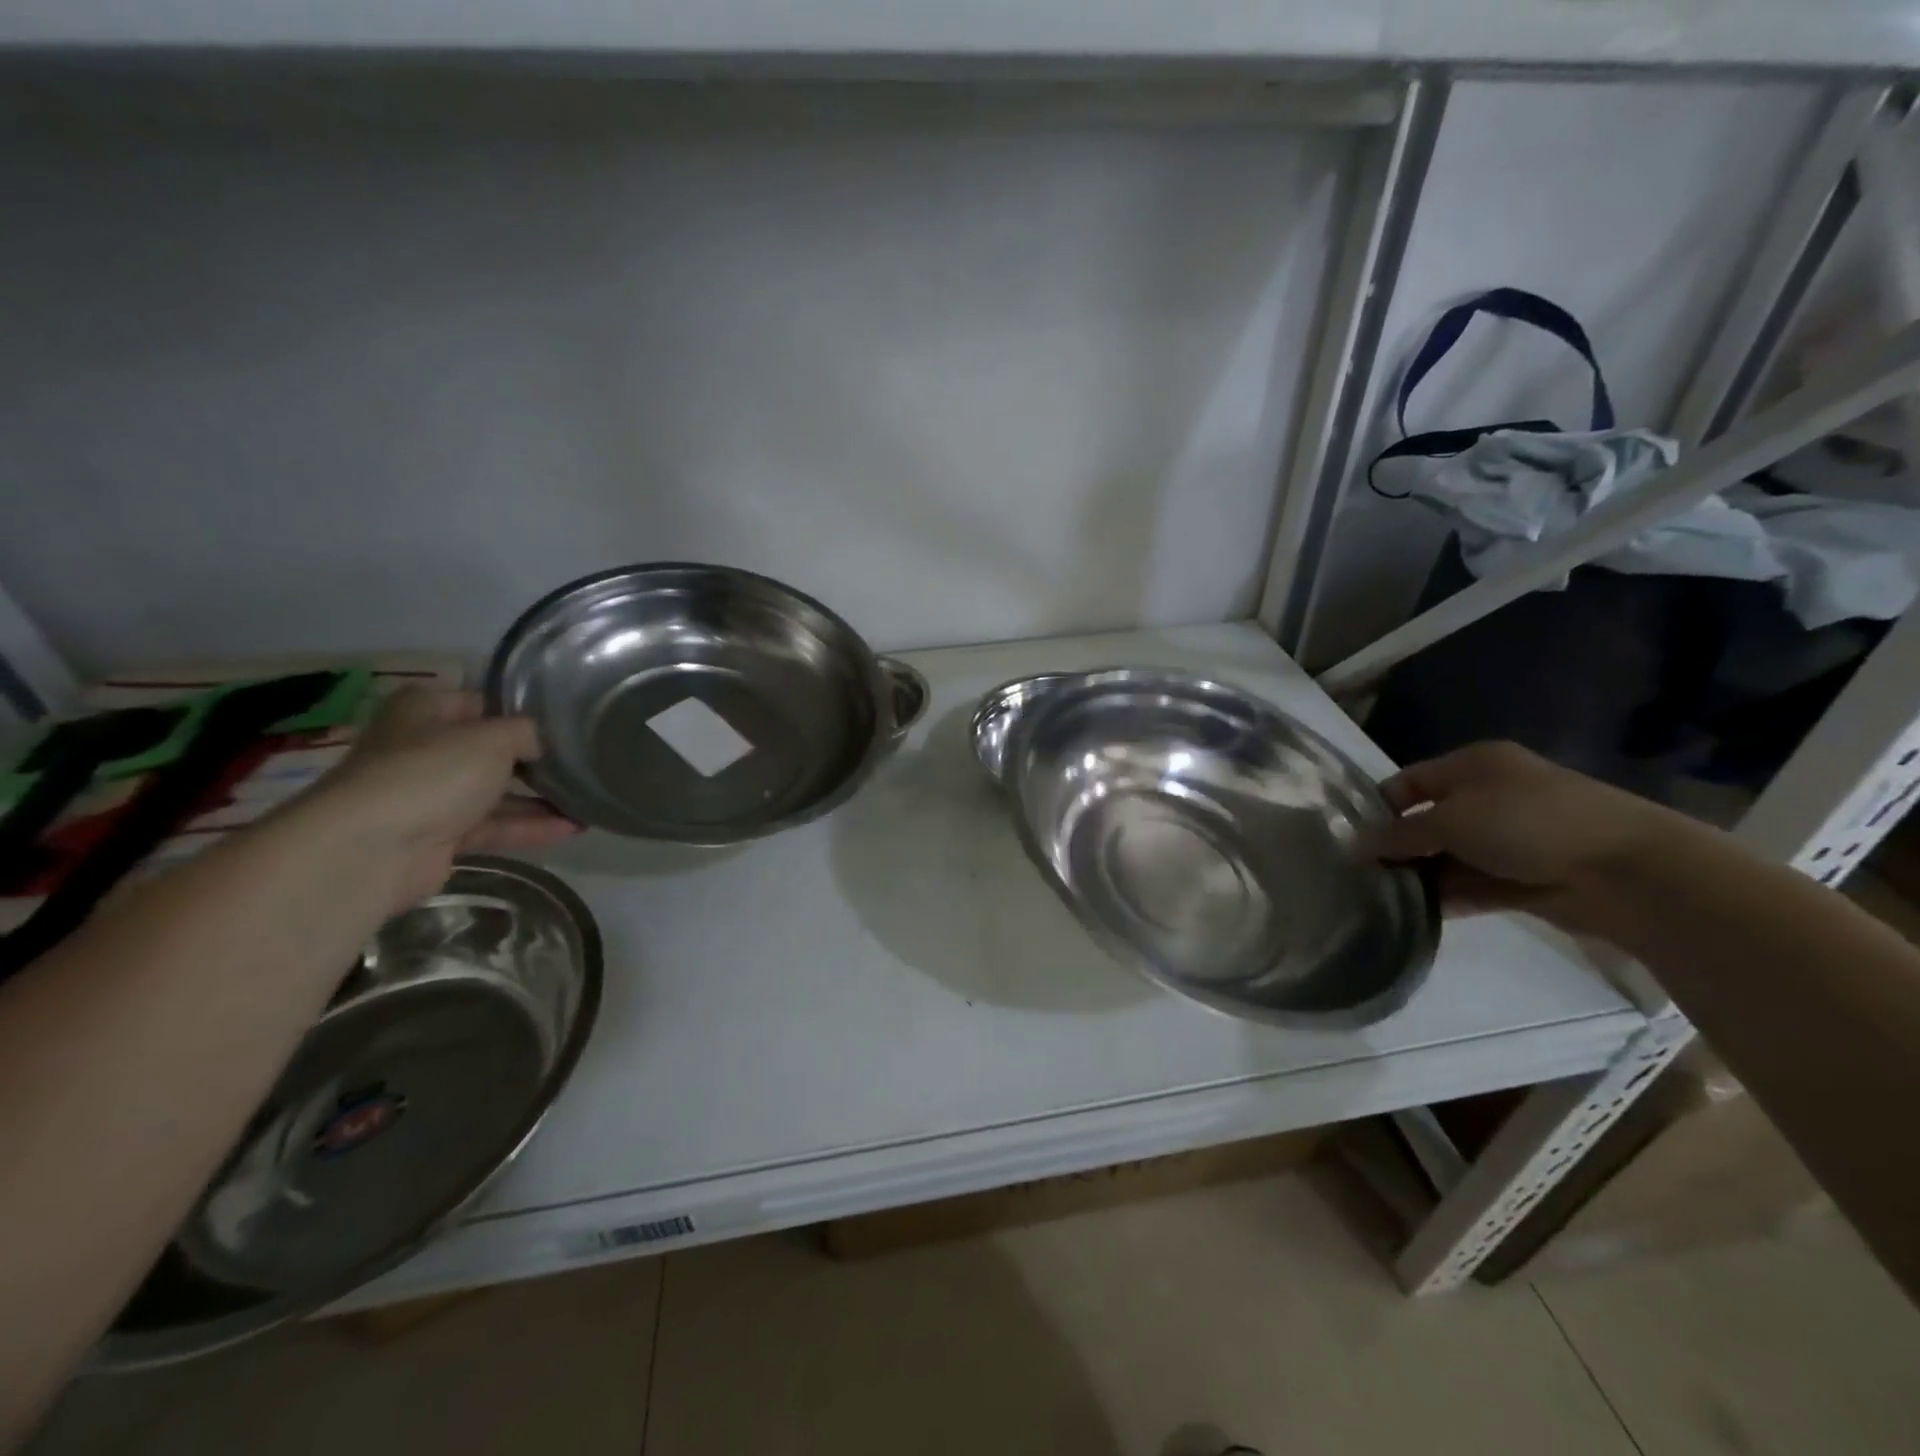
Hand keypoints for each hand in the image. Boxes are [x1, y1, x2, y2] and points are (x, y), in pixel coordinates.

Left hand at [302, 688, 577, 907]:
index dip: (525, 711)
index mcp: (425, 710)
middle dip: (537, 759)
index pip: (484, 702)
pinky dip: (530, 826)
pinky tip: (573, 828)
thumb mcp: (493, 738)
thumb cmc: (432, 773)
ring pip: (496, 792)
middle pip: (491, 750)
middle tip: (585, 761)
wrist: (373, 849)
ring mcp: (430, 795)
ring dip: (541, 798)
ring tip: (589, 799)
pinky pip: (494, 826)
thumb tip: (541, 743)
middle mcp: (424, 748)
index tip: (568, 721)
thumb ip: (527, 733)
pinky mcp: (440, 836)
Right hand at [1375, 741, 1682, 929]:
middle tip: (1367, 875)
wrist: (1628, 869)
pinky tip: (1421, 914)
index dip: (1380, 808)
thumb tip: (1361, 848)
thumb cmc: (1526, 822)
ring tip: (1387, 899)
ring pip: (1453, 856)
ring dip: (1425, 876)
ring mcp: (1514, 837)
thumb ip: (1401, 835)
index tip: (1353, 840)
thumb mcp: (1449, 820)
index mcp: (1474, 765)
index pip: (1410, 781)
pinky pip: (1478, 884)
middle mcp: (1492, 795)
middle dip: (1401, 847)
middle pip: (1430, 821)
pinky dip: (1452, 897)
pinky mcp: (1530, 876)